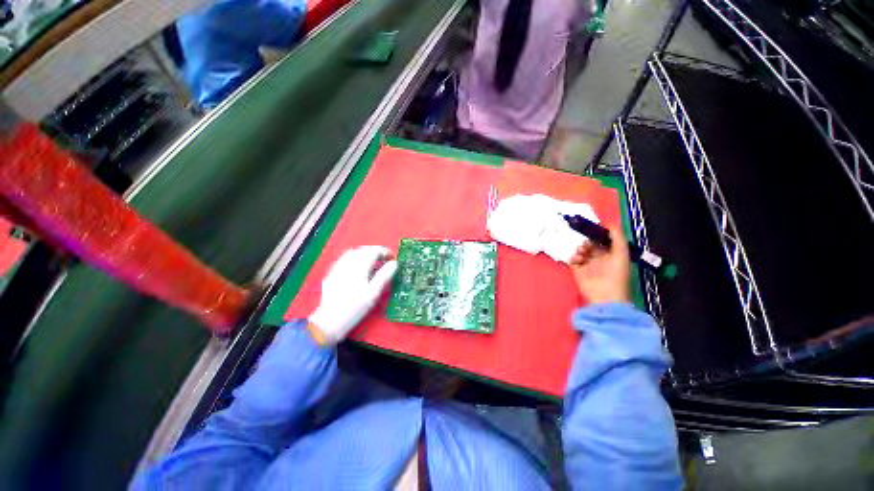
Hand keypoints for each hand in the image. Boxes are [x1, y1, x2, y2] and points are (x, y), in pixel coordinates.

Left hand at [308, 246, 397, 344]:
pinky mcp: (332, 273)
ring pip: (353, 252)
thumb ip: (384, 276)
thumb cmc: (355, 308)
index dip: (385, 252)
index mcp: (359, 267)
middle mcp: (347, 263)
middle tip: (385, 259)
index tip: (392, 257)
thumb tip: (394, 263)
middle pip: (363, 250)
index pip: (373, 251)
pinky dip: (355, 258)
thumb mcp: (374, 293)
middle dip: (375, 251)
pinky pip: (345, 259)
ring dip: (365, 253)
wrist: (330, 321)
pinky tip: (358, 267)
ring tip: (373, 261)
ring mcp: (338, 267)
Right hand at [569, 225, 630, 304]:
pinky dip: (573, 257)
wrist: (605, 296)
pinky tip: (577, 259)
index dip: (598, 233)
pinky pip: (572, 259)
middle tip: (586, 242)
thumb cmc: (616, 274)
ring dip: (580, 248)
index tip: (592, 227)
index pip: (604, 240)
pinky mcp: (577, 270)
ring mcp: (587, 264)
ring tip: (582, 252)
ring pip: (581, 250)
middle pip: (590, 244)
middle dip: (587, 240)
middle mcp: (600, 258)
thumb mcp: (621, 253)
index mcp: (612, 254)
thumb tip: (609, 222)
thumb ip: (617, 237)